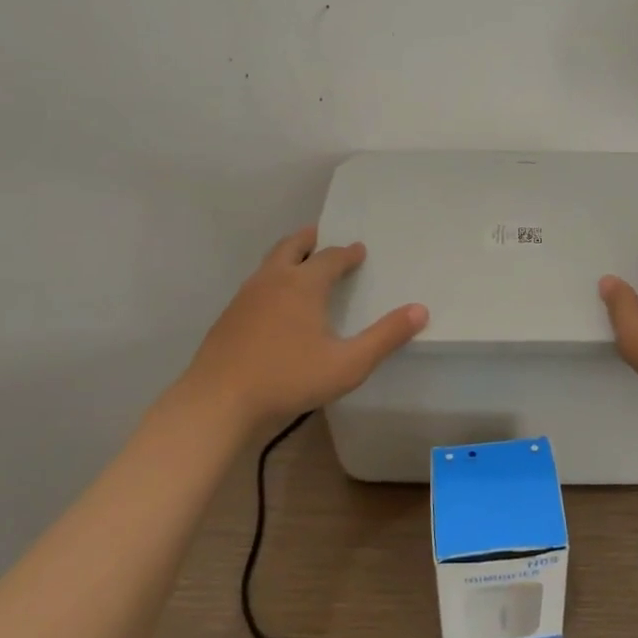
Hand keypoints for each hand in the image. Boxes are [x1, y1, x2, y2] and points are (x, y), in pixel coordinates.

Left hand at [174, 225, 427, 425]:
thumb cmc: (288, 378)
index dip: (348, 253)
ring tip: (301, 263)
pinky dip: (272, 278)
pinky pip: (257, 283)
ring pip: (270, 263)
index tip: (359, 251)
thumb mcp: (348, 364)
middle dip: (311, 239)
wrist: (217, 401)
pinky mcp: (229, 315)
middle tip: (323, 236)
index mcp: (303, 284)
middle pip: (293, 246)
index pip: (331, 257)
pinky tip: (276, 302)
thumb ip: (385, 337)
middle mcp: (273, 279)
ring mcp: (246, 296)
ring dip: (289, 256)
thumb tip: (420, 310)